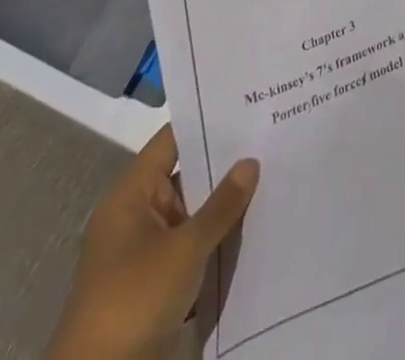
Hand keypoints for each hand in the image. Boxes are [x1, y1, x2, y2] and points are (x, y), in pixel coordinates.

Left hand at [48, 126, 258, 359]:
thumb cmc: (134, 300)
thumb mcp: (184, 250)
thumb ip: (221, 205)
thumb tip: (251, 161)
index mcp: (132, 193)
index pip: (173, 139)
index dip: (208, 121)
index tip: (247, 105)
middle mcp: (136, 213)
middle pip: (186, 173)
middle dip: (224, 163)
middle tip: (270, 139)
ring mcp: (145, 248)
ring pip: (192, 211)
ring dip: (223, 203)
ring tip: (272, 175)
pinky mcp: (155, 280)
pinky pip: (191, 243)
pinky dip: (215, 236)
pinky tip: (254, 225)